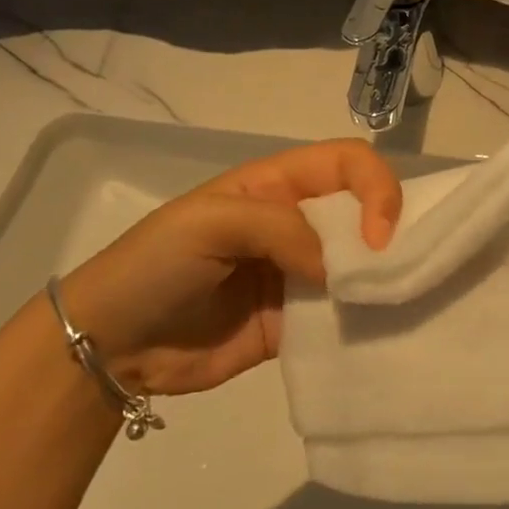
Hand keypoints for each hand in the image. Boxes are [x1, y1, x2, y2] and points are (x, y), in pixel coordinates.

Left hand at [58, 139, 401, 396]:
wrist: (110, 344)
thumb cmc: (155, 264)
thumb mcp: (208, 223)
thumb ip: (278, 229)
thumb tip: (338, 267)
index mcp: (278, 185)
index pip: (347, 164)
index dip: (374, 187)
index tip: (378, 236)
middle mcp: (297, 224)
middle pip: (364, 212)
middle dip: (390, 233)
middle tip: (398, 271)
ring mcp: (299, 275)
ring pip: (359, 266)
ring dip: (381, 280)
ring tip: (397, 304)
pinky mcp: (296, 323)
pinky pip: (341, 317)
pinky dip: (362, 322)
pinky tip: (376, 334)